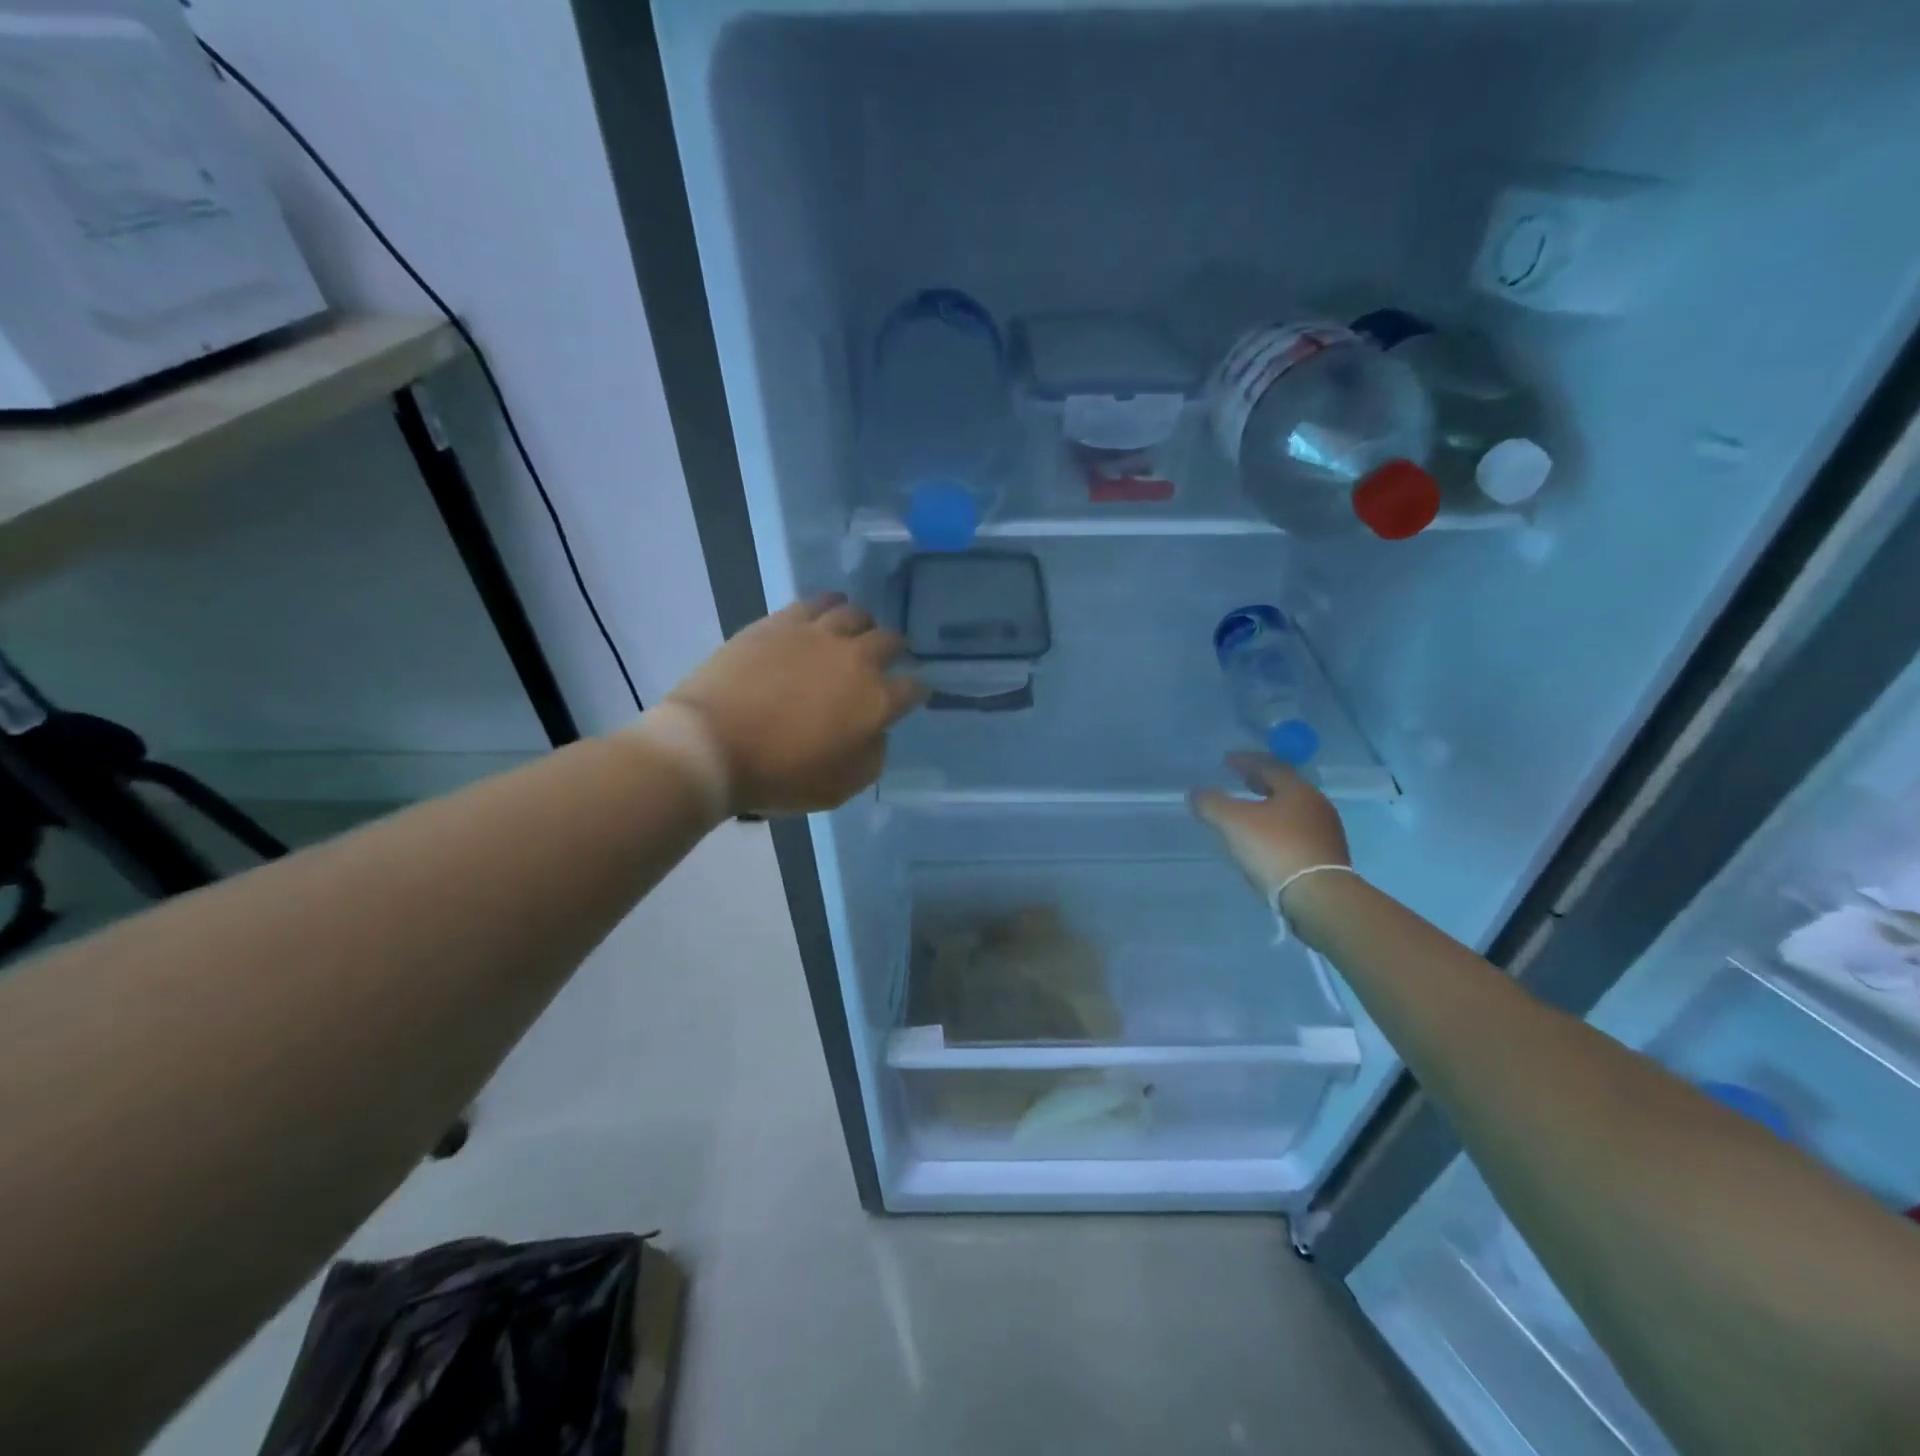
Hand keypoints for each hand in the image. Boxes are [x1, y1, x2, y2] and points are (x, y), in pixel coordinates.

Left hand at [667, 594, 928, 815]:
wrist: (712, 745)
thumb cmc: (780, 775)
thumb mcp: (841, 786)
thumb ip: (872, 756)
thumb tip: (877, 731)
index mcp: (876, 700)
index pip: (913, 688)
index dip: (916, 692)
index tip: (911, 697)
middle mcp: (856, 658)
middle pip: (890, 641)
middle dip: (894, 652)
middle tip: (884, 662)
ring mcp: (818, 634)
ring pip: (856, 614)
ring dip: (863, 625)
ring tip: (854, 634)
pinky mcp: (781, 621)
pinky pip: (817, 602)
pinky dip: (830, 607)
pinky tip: (826, 614)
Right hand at [1189, 753, 1350, 895]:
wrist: (1318, 897)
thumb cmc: (1275, 849)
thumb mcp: (1233, 822)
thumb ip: (1212, 803)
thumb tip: (1197, 793)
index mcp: (1297, 789)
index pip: (1269, 765)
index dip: (1245, 761)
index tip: (1226, 760)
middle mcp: (1316, 805)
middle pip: (1284, 787)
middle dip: (1260, 782)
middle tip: (1240, 781)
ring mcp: (1325, 832)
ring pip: (1291, 811)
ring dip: (1270, 807)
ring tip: (1249, 812)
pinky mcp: (1326, 858)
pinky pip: (1296, 833)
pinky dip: (1277, 829)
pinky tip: (1264, 840)